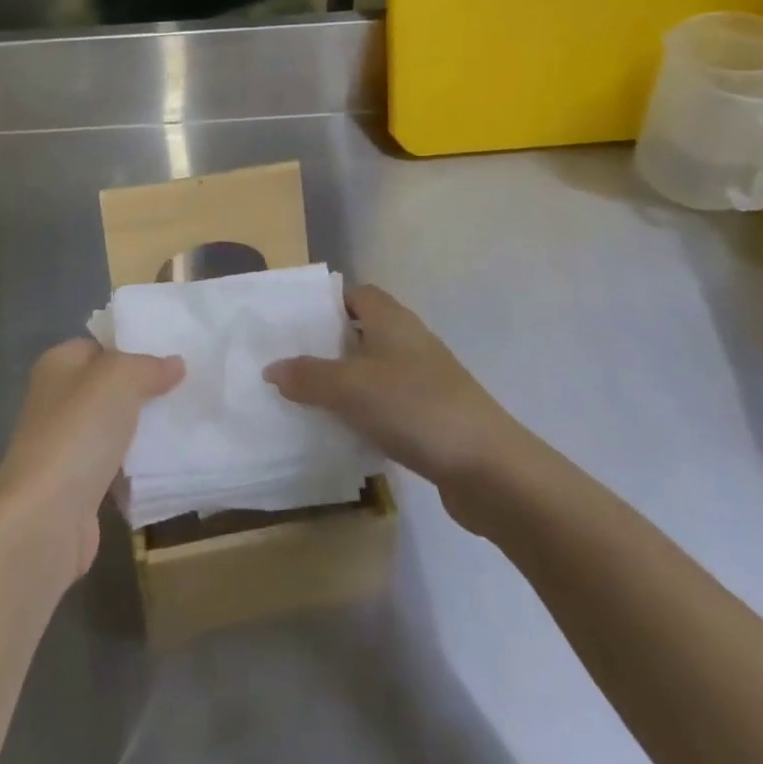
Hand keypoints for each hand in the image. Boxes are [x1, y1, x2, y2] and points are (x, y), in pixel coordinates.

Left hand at [0, 339, 183, 577]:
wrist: (46, 519)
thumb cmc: (78, 432)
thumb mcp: (120, 379)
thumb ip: (149, 366)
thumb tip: (176, 363)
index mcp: (57, 364)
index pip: (99, 345)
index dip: (133, 347)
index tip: (172, 354)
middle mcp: (56, 400)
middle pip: (107, 387)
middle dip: (143, 389)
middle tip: (185, 388)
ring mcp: (64, 445)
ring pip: (113, 427)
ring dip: (141, 429)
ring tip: (184, 421)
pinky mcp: (76, 487)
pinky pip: (114, 465)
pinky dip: (135, 465)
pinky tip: (166, 462)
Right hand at [263, 285, 533, 528]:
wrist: (490, 470)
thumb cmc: (416, 408)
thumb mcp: (351, 389)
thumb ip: (308, 376)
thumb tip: (272, 368)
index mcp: (391, 319)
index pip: (354, 294)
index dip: (325, 303)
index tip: (292, 323)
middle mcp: (409, 341)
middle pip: (361, 332)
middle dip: (327, 346)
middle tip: (288, 362)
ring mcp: (424, 380)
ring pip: (373, 370)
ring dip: (344, 383)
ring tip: (304, 399)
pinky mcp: (433, 416)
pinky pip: (387, 404)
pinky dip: (364, 412)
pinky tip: (343, 432)